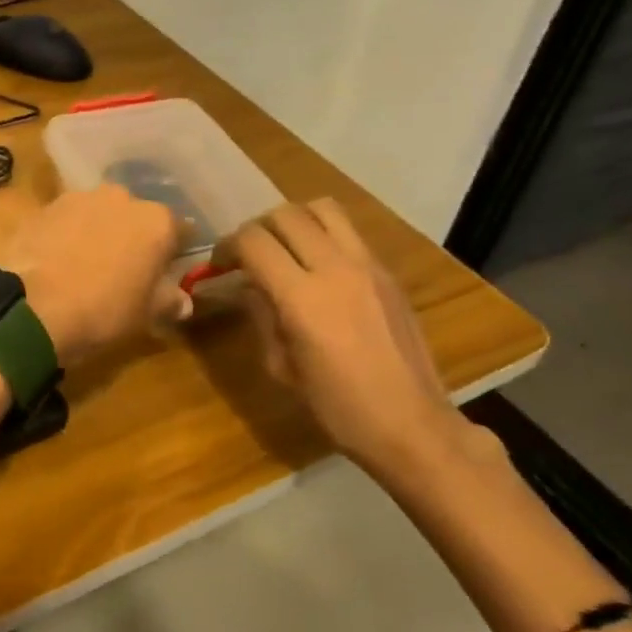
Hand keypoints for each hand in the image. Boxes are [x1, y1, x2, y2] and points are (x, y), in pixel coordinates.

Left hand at [1, 185, 185, 364]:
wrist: (35, 307)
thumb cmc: (104, 310)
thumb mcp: (145, 314)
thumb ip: (169, 301)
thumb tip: (184, 302)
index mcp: (157, 221)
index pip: (179, 231)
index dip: (173, 252)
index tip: (166, 271)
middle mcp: (122, 198)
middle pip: (136, 217)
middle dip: (133, 237)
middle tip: (124, 269)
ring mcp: (80, 198)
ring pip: (99, 214)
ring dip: (98, 231)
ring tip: (86, 264)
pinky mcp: (46, 207)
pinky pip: (67, 220)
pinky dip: (67, 234)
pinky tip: (59, 260)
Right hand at [225, 199, 492, 485]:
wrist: (411, 423)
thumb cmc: (338, 407)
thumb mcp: (282, 368)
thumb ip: (262, 316)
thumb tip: (249, 285)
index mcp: (302, 298)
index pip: (253, 241)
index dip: (228, 245)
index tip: (221, 263)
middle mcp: (335, 268)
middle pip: (285, 215)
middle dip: (258, 228)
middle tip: (250, 254)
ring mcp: (367, 265)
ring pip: (322, 209)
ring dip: (295, 220)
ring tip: (287, 247)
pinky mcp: (388, 271)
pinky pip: (349, 232)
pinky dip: (324, 235)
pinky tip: (319, 267)